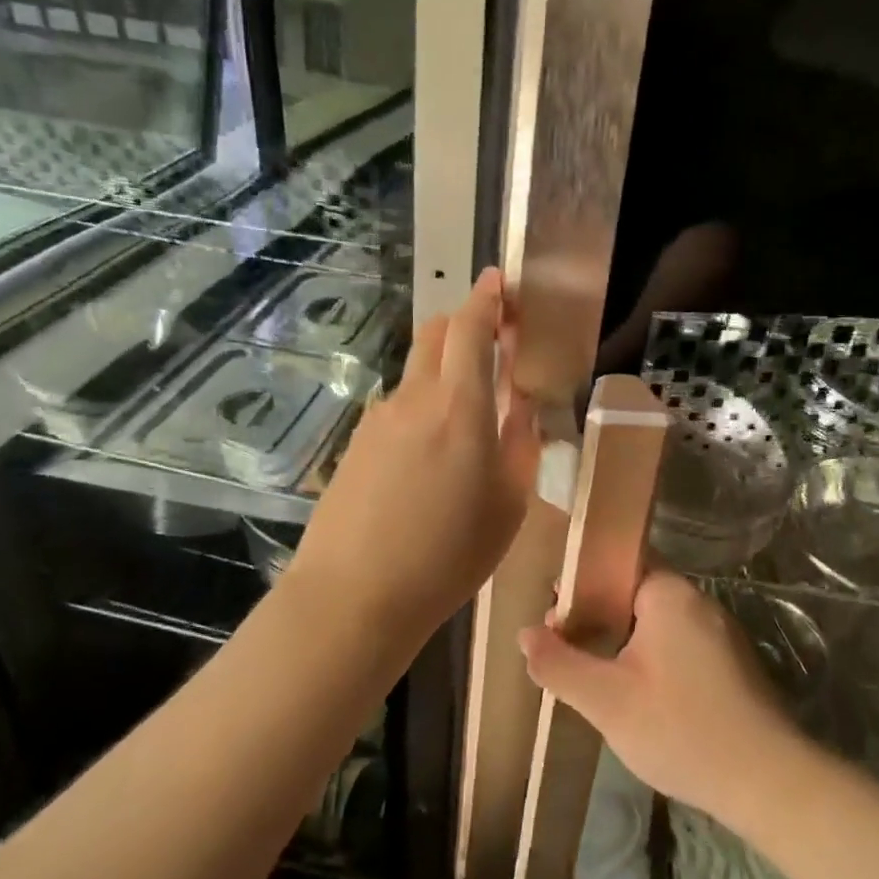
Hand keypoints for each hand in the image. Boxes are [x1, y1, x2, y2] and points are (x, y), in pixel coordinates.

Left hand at [290, 269, 539, 637]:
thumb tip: (524, 408)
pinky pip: (398, 409)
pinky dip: (421, 409)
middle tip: (492, 343)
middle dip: (464, 323)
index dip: (486, 298)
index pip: (470, 328)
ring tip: (467, 421)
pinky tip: (428, 459)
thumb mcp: (509, 506)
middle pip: (435, 333)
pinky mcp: (356, 443)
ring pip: (416, 373)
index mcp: (461, 408)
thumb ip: (521, 445)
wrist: (354, 595)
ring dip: (443, 373)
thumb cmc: (448, 556)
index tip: (499, 284)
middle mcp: (415, 399)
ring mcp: (379, 419)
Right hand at [519, 571, 800, 824]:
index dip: (579, 583)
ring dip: (622, 641)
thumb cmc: (681, 729)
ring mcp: (720, 633)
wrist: (769, 783)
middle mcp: (698, 602)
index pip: (616, 563)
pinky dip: (650, 658)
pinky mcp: (731, 664)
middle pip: (634, 592)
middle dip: (596, 615)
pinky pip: (678, 644)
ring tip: (593, 674)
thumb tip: (525, 634)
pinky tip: (636, 694)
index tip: (553, 614)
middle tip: (565, 647)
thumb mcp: (606, 701)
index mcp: (669, 594)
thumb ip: (559, 664)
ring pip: (656, 622)